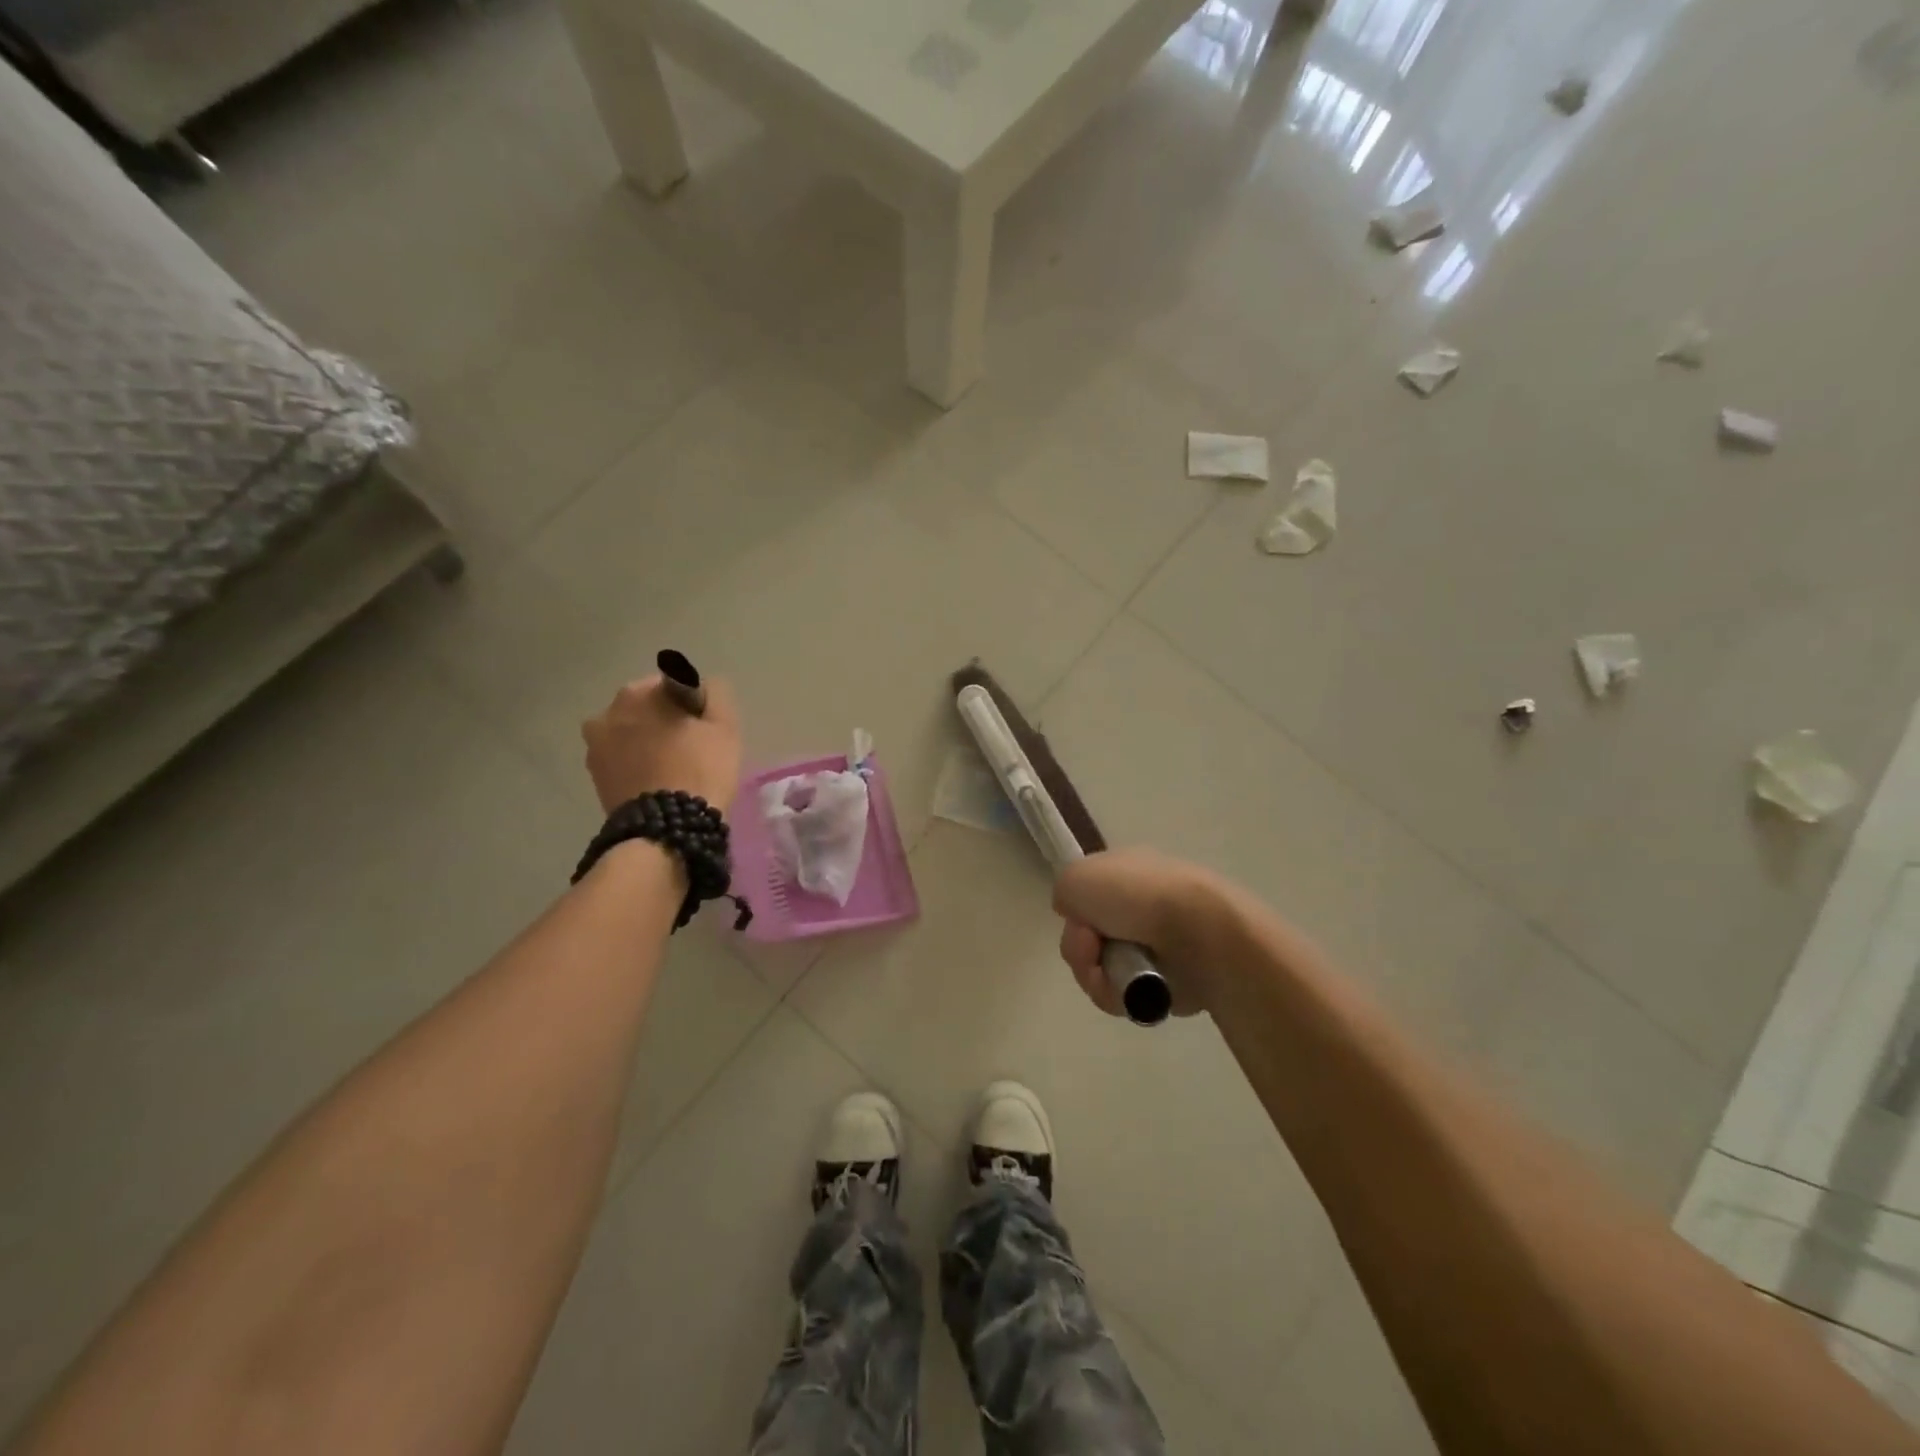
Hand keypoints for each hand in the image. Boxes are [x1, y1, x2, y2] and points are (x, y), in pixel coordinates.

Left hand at [582, 674, 740, 813]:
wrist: (665, 829)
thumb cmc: (699, 769)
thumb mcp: (724, 727)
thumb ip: (716, 695)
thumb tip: (705, 686)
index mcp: (639, 692)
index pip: (674, 684)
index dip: (693, 705)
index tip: (706, 728)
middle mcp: (608, 712)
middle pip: (647, 708)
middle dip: (665, 721)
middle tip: (692, 749)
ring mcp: (595, 746)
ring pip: (632, 734)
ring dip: (648, 743)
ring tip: (673, 770)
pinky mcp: (594, 777)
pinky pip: (623, 760)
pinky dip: (637, 765)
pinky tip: (657, 783)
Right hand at [1052, 848, 1225, 1016]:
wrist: (1200, 933)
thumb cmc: (1137, 896)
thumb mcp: (1077, 877)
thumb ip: (1065, 893)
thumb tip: (1082, 920)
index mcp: (1127, 872)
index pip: (1085, 897)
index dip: (1075, 914)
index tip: (1078, 921)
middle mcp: (1141, 906)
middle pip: (1088, 938)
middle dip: (1081, 950)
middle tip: (1093, 950)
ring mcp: (1156, 945)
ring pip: (1102, 970)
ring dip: (1096, 977)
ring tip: (1113, 978)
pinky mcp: (1169, 982)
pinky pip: (1126, 995)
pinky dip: (1119, 996)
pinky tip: (1130, 993)